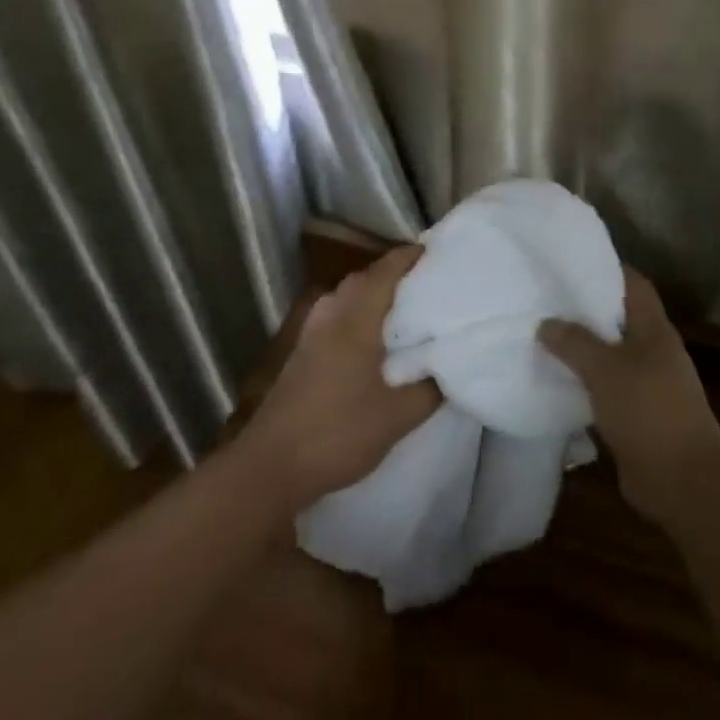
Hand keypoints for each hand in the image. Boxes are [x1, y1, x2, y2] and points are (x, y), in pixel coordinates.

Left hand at [240, 245, 440, 510]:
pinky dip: (357, 314)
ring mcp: (311, 333)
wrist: (270, 466)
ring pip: (347, 297)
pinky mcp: (301, 353)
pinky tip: (371, 340)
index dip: (410, 257)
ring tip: (404, 310)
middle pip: (365, 278)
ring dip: (373, 295)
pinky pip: (336, 316)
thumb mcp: (397, 417)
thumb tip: (448, 367)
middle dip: (394, 274)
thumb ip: (429, 389)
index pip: (386, 270)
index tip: (437, 253)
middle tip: (427, 284)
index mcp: (355, 318)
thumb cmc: (338, 433)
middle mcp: (331, 314)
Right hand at [540, 269, 719, 521]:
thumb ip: (574, 342)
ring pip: (609, 356)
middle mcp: (653, 351)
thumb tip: (546, 323)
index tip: (571, 262)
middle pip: (618, 319)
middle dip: (585, 309)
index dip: (607, 268)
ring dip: (581, 350)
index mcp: (654, 329)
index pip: (633, 284)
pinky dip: (583, 385)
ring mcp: (647, 386)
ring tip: (541, 337)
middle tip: (545, 299)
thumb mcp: (606, 369)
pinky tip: (554, 383)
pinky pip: (604, 390)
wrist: (685, 482)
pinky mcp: (636, 417)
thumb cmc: (649, 410)